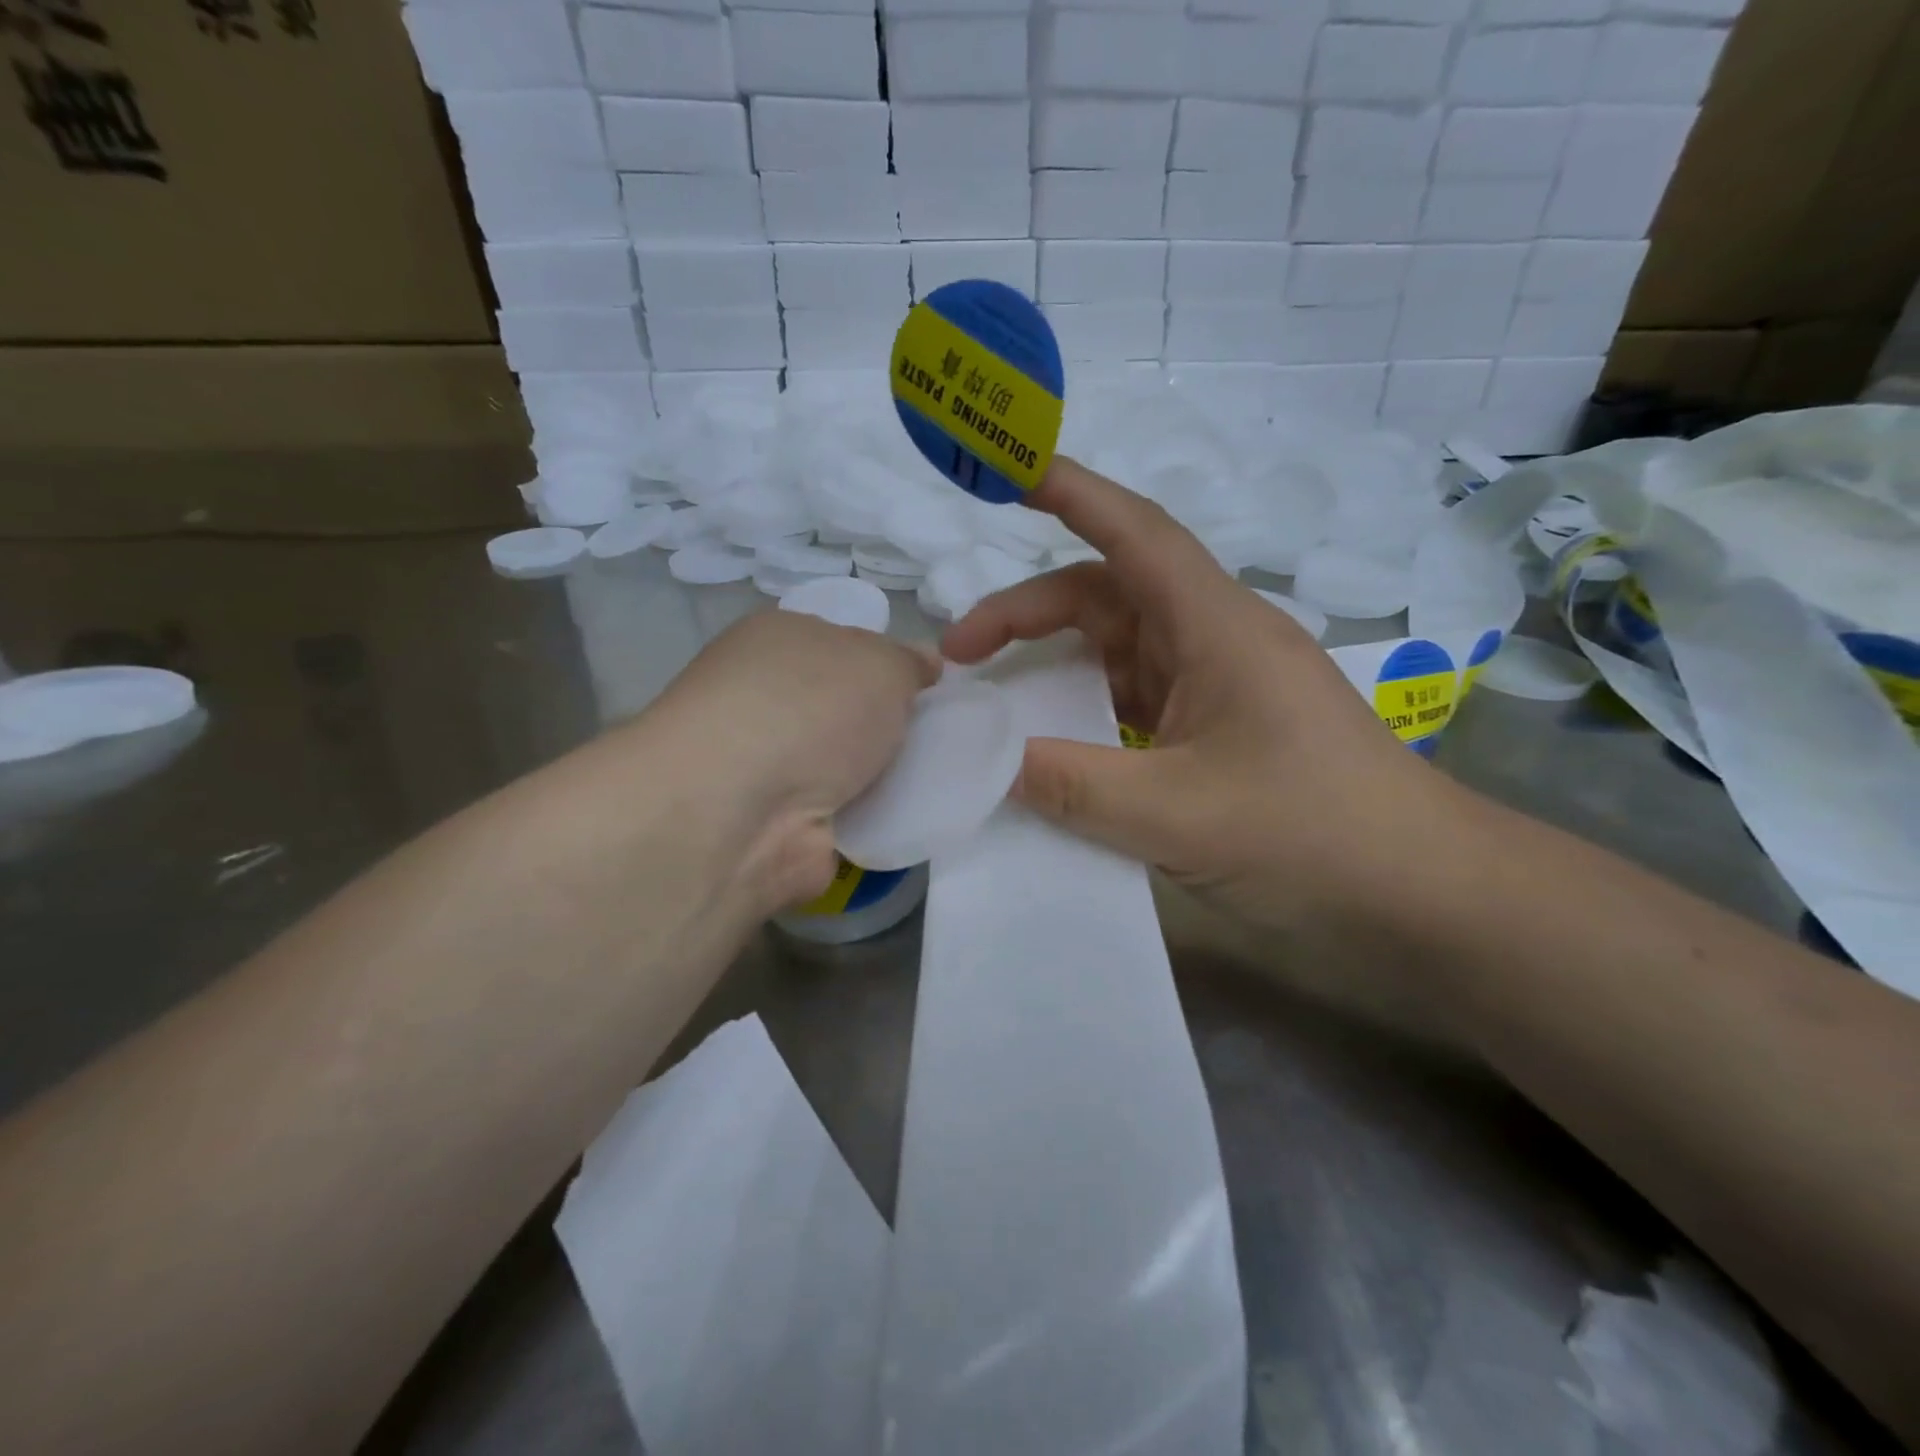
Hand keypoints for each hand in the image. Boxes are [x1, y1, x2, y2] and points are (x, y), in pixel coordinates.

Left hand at [633, 610, 937, 910]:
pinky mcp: (780, 826)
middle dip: (890, 724)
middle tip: (941, 736)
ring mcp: (768, 767)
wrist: (744, 811)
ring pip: (847, 764)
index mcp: (778, 642)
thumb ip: (909, 663)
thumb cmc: (811, 708)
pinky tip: (911, 818)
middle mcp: (765, 699)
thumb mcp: (881, 663)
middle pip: (846, 709)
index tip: (932, 688)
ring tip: (937, 779)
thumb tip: (925, 664)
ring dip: (884, 775)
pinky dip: (874, 819)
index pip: (844, 645)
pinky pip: (846, 815)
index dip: (890, 665)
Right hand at [944, 457, 1460, 933]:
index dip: (1069, 493)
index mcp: (1215, 628)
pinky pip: (1131, 703)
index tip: (1005, 470)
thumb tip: (990, 761)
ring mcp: (1215, 687)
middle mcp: (1212, 642)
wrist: (1418, 891)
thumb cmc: (1313, 833)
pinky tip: (1051, 745)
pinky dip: (1083, 712)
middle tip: (957, 657)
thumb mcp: (1178, 815)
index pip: (1134, 534)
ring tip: (993, 698)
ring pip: (1115, 651)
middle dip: (1026, 613)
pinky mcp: (1215, 730)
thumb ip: (1073, 786)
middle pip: (1104, 597)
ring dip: (1052, 664)